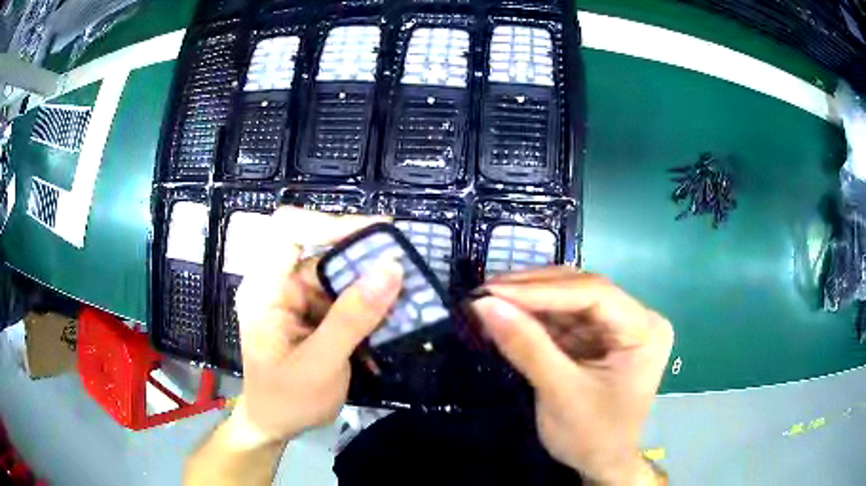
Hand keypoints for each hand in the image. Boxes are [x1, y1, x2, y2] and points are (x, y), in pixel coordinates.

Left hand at [228, 207, 402, 447]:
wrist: (276, 426)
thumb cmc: (286, 400)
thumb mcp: (320, 364)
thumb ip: (353, 318)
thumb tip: (391, 268)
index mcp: (265, 288)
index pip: (288, 230)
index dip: (328, 223)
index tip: (375, 237)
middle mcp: (280, 285)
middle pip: (322, 251)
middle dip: (365, 261)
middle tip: (407, 272)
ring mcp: (298, 299)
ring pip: (340, 275)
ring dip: (373, 287)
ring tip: (409, 300)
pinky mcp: (314, 314)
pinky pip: (346, 298)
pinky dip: (370, 307)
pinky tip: (392, 322)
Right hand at [471, 268, 672, 484]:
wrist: (601, 465)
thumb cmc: (592, 436)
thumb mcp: (560, 394)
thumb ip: (526, 347)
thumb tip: (483, 305)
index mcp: (644, 330)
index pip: (595, 294)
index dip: (542, 290)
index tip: (494, 292)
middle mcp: (636, 319)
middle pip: (582, 290)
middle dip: (533, 290)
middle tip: (485, 291)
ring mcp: (617, 327)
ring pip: (569, 300)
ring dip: (529, 300)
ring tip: (489, 299)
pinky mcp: (599, 337)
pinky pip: (564, 318)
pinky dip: (534, 317)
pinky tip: (507, 314)